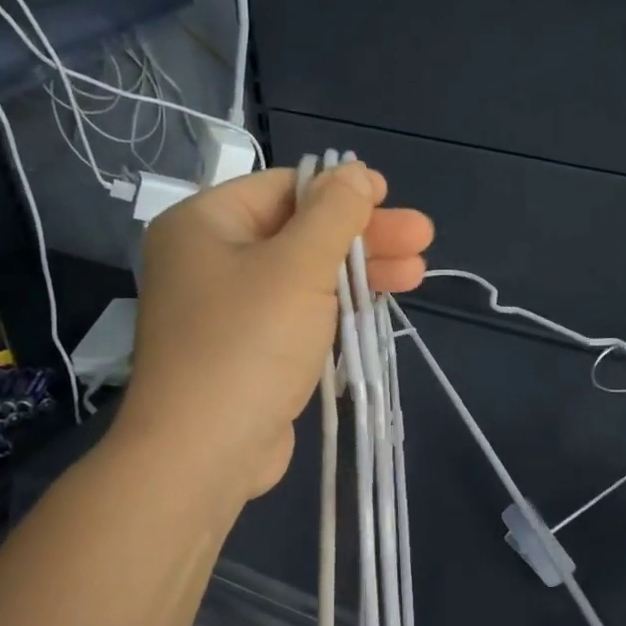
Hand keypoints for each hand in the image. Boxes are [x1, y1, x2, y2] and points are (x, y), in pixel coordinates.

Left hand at [117, 163, 434, 500]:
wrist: (203, 453)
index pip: (284, 189)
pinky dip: (336, 307)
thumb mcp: (299, 266)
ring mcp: (227, 310)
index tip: (390, 199)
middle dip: (363, 237)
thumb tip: (356, 172)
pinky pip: (296, 314)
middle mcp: (209, 260)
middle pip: (299, 233)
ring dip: (359, 273)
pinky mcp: (246, 351)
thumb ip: (334, 214)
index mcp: (205, 224)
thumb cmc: (248, 344)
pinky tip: (378, 305)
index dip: (341, 191)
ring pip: (303, 276)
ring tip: (417, 273)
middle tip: (422, 240)